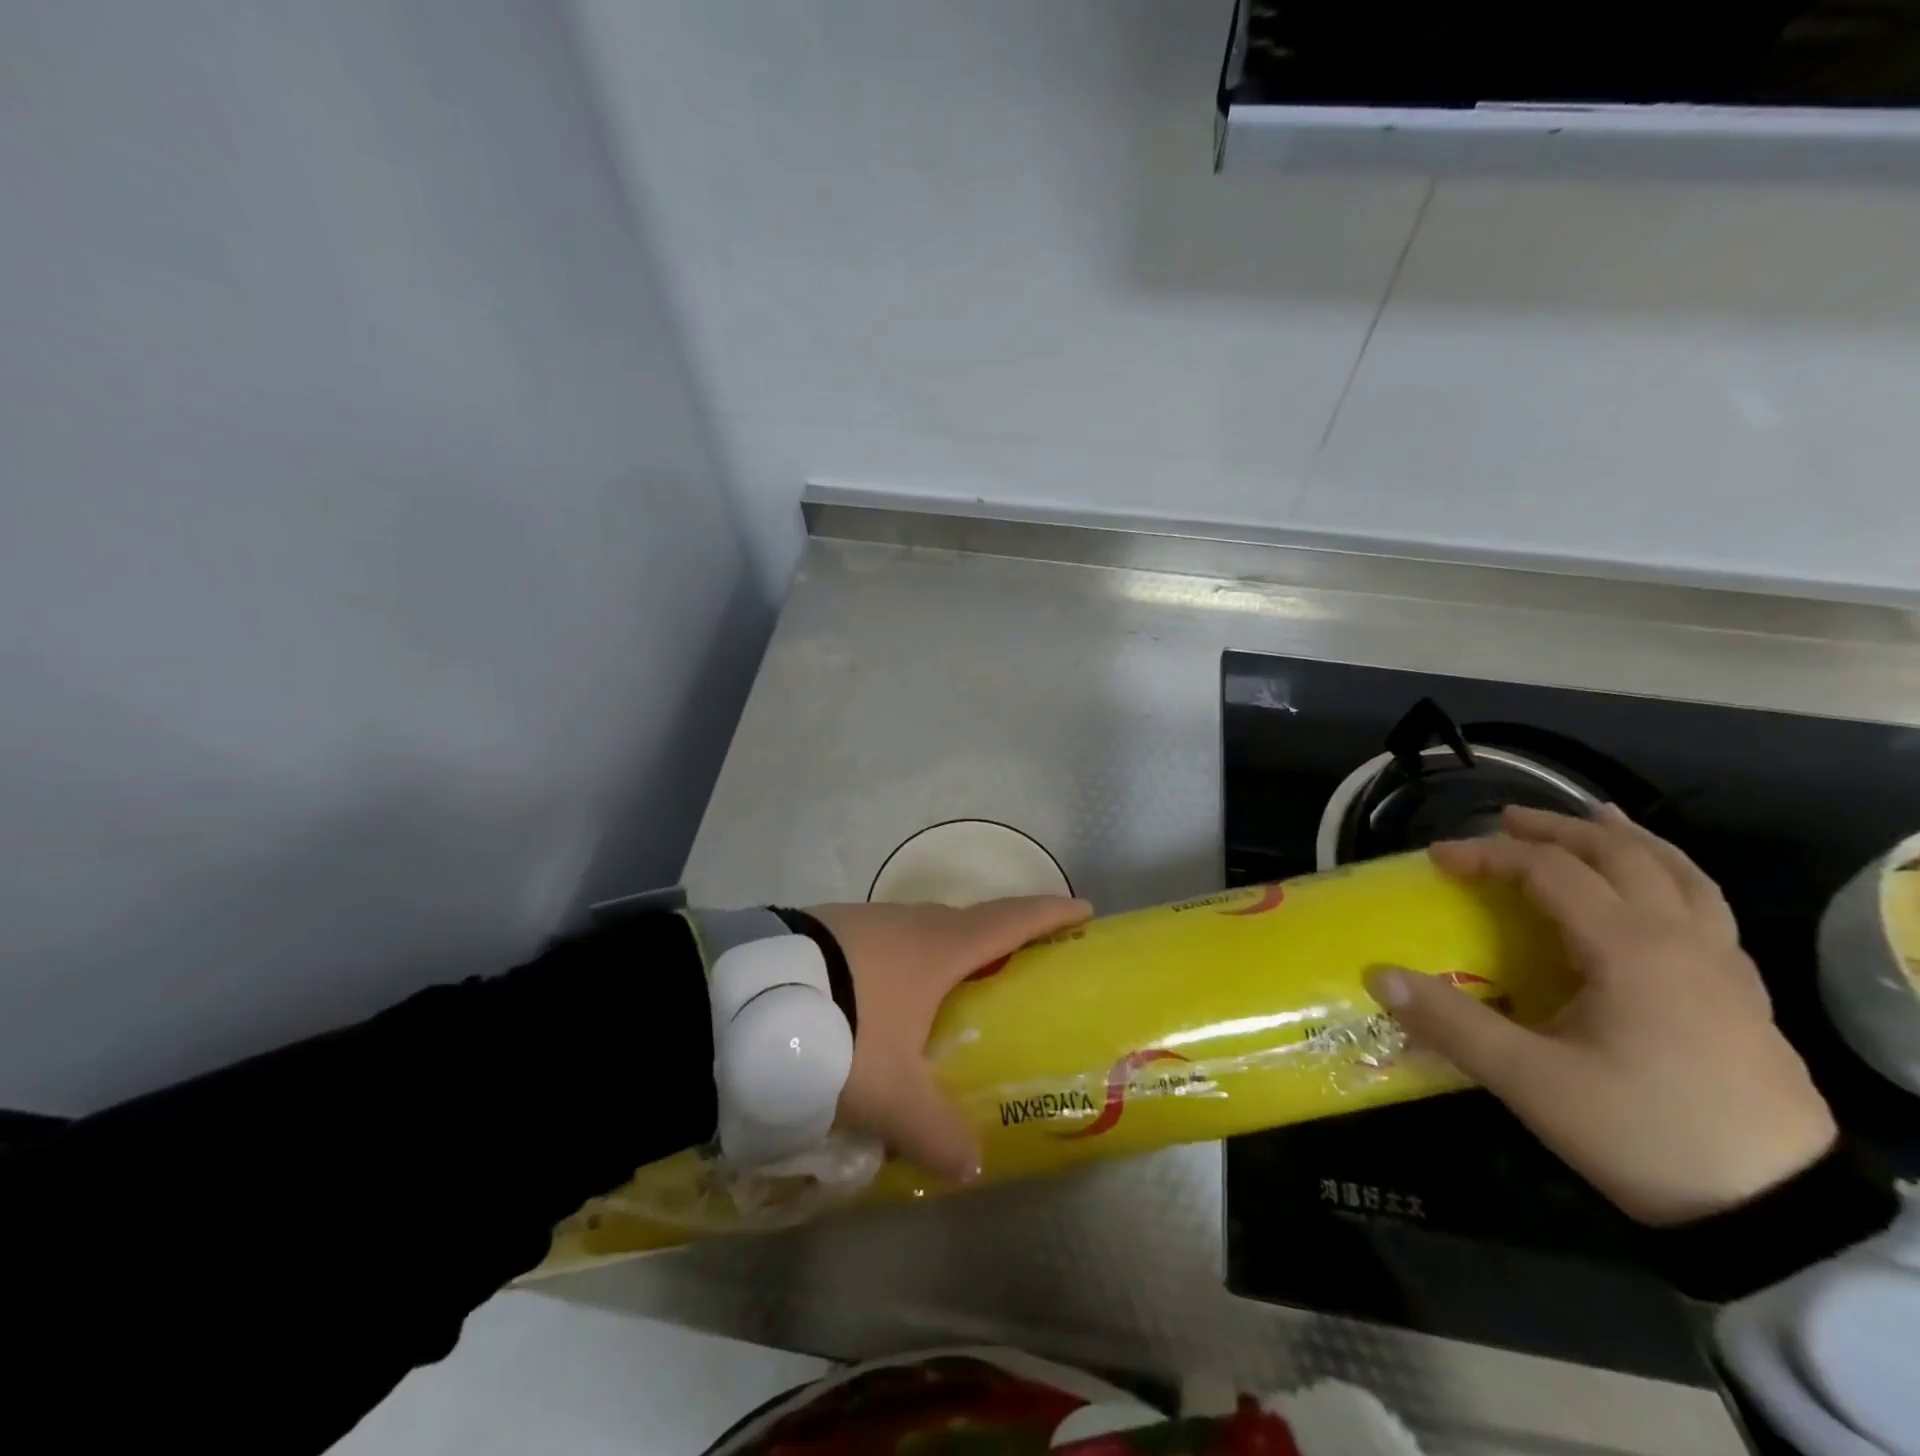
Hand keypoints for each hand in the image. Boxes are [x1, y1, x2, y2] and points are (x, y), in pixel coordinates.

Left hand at [809, 895, 1091, 1184]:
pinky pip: (879, 944)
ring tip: (942, 995)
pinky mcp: (827, 929)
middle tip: (1013, 969)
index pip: (1012, 920)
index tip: (1083, 909)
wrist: (750, 996)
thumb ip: (934, 1132)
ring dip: (939, 954)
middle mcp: (909, 923)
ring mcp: (865, 920)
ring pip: (918, 933)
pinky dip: (895, 964)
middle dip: (995, 939)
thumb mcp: (891, 1094)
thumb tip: (971, 1168)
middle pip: (967, 923)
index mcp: (940, 947)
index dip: (1050, 914)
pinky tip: (875, 1001)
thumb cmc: (844, 1030)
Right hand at [1364, 805, 1836, 1225]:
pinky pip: (1707, 908)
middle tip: (1506, 822)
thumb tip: (1377, 976)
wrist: (1782, 1214)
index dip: (1489, 855)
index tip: (1439, 859)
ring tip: (1594, 820)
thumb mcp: (1530, 1082)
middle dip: (1558, 829)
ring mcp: (1723, 966)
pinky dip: (1670, 877)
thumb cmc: (1645, 1133)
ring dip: (1628, 840)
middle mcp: (1683, 940)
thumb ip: (1450, 1022)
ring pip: (1680, 874)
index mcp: (1630, 948)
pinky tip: (1652, 894)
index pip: (1550, 871)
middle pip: (1622, 854)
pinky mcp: (1743, 996)